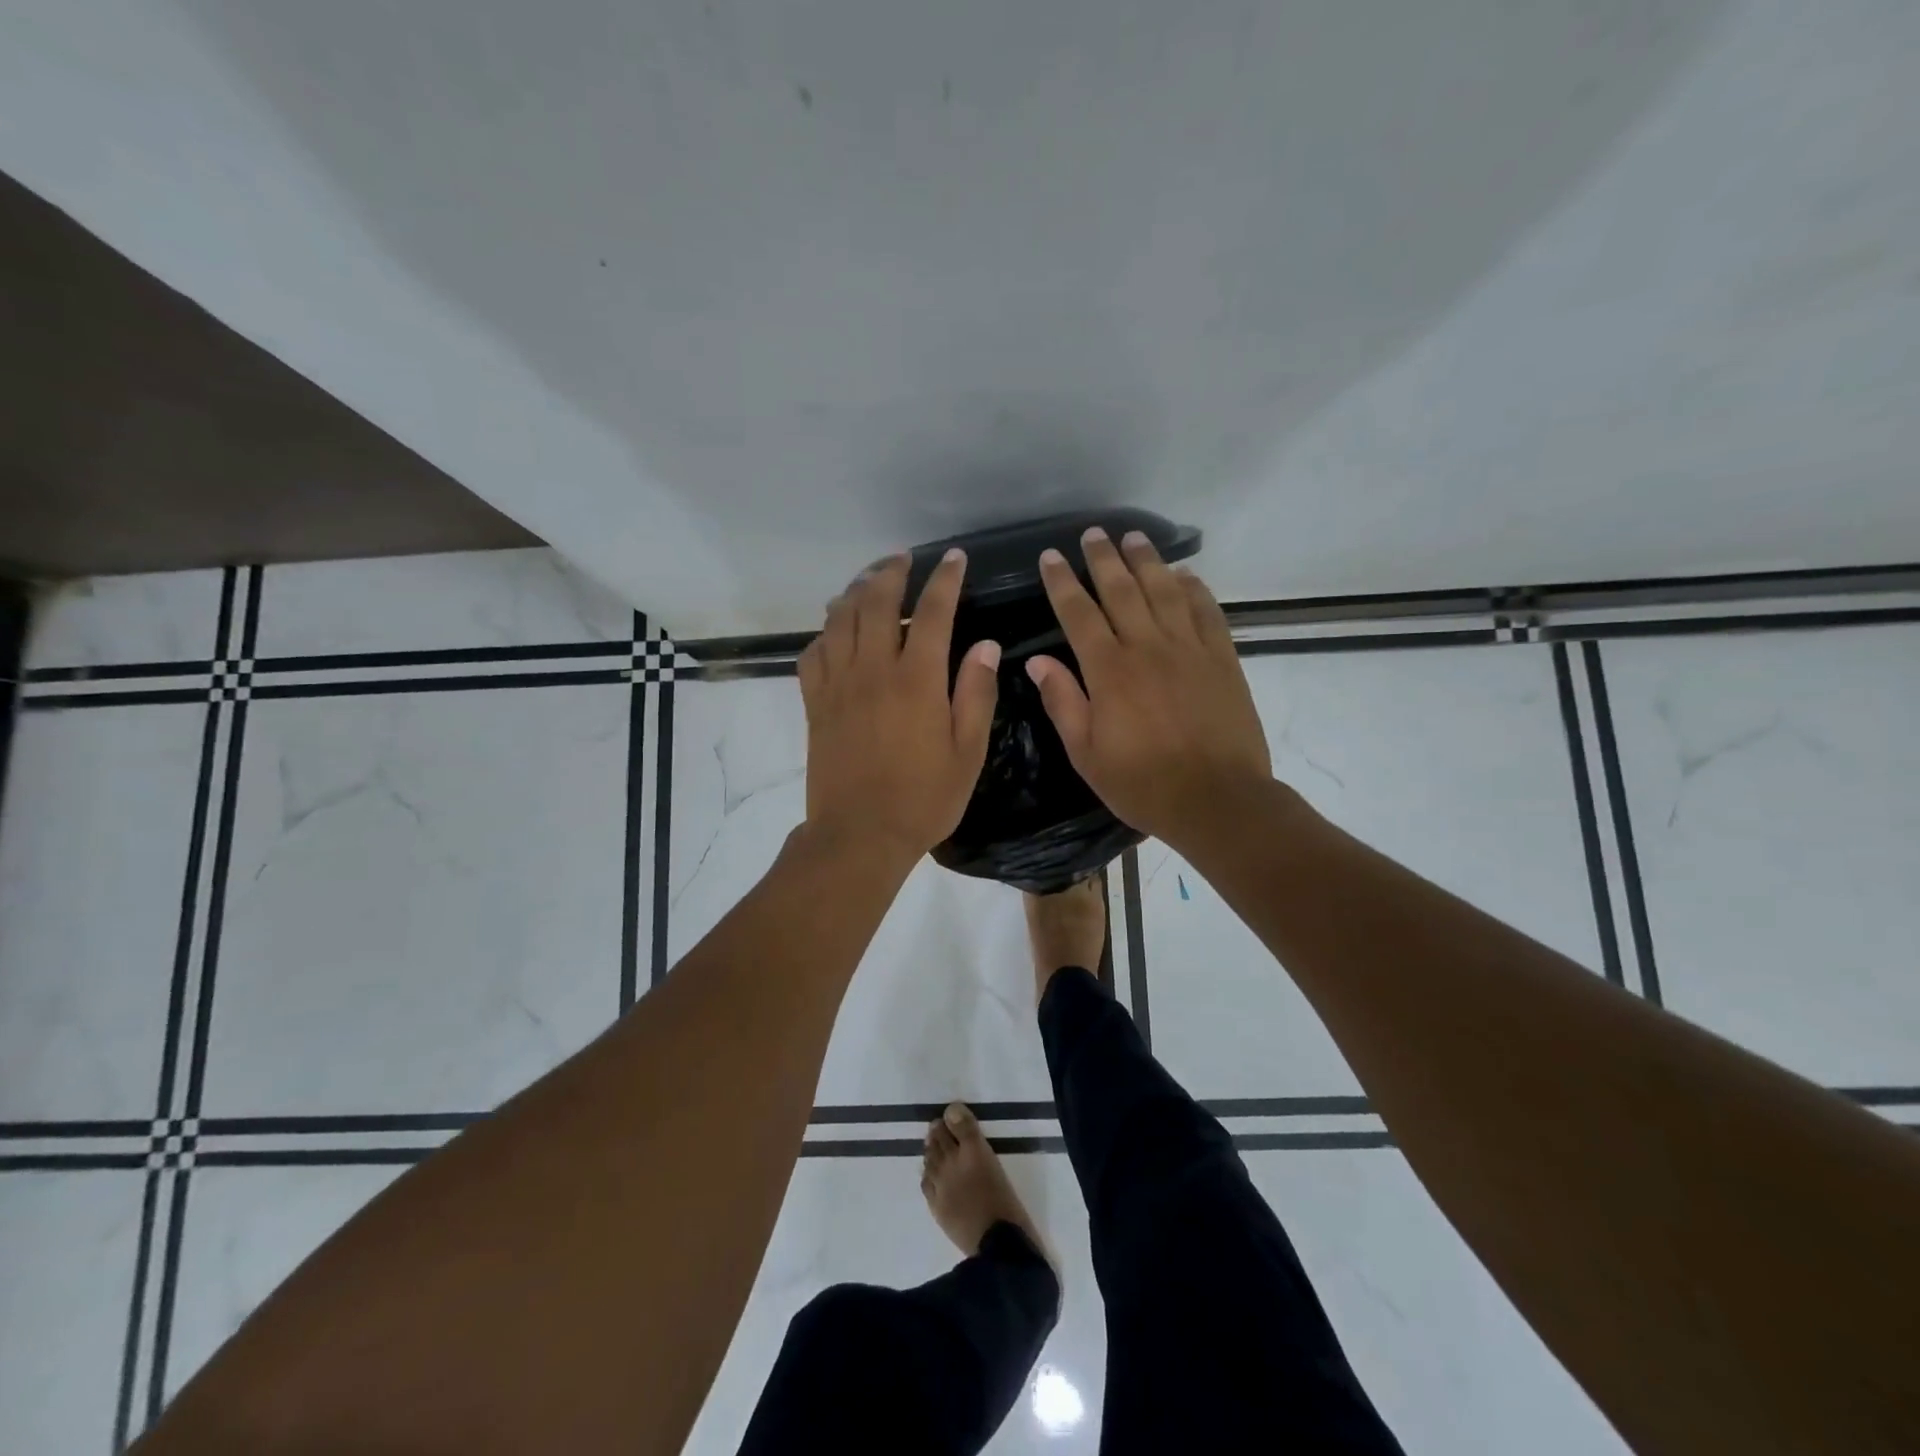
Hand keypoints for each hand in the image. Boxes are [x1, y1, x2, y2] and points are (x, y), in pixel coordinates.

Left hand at [798, 550, 1000, 861]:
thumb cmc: (924, 798)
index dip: (945, 580)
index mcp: (917, 680)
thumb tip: (985, 644)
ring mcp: (838, 685)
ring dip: (855, 592)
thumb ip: (976, 693)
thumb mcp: (967, 752)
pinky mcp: (815, 703)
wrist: (860, 834)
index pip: (932, 612)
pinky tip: (836, 632)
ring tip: (869, 582)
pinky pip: (813, 653)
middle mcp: (873, 670)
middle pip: (876, 602)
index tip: (954, 559)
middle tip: (903, 559)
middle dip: (891, 572)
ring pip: (840, 620)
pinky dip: (825, 632)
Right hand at [1027, 528, 1271, 847]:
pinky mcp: (1222, 658)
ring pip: (1164, 591)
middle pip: (1121, 590)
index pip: (1079, 614)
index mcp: (1109, 671)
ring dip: (1147, 561)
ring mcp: (1189, 649)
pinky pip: (1206, 611)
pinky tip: (1184, 574)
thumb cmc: (1143, 783)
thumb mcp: (1086, 753)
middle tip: (1093, 534)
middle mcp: (1147, 648)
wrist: (1217, 799)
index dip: (1062, 582)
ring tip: (1134, 537)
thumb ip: (1063, 702)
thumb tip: (1038, 661)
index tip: (1051, 557)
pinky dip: (1194, 588)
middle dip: (1103, 559)